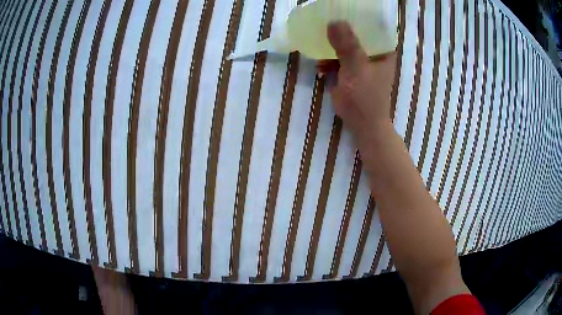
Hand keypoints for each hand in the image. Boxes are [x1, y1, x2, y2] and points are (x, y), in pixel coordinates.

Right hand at [320, 22, 396, 145]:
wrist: (362, 123)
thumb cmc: (366, 97)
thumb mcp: (357, 69)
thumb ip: (347, 46)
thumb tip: (334, 21)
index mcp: (382, 49)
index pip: (372, 25)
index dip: (357, 15)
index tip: (340, 7)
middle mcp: (373, 52)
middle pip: (356, 32)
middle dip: (340, 27)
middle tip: (323, 18)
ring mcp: (360, 60)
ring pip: (345, 43)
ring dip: (331, 43)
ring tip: (316, 39)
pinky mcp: (349, 69)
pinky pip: (337, 57)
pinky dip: (327, 58)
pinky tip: (319, 64)